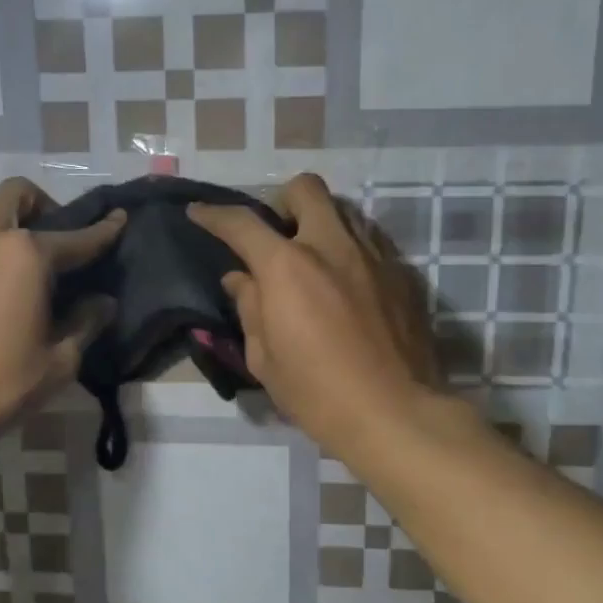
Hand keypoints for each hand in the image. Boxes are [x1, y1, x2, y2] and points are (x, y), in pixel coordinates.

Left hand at [0, 178, 124, 445]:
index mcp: (25, 254)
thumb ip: (85, 324)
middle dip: (42, 207)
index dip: (103, 230)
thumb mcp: (57, 363)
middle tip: (51, 243)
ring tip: (7, 274)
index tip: (118, 219)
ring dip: (1, 232)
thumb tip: (102, 302)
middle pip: (16, 195)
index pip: (76, 237)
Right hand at [190, 174, 441, 458]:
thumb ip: (250, 307)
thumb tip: (241, 279)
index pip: (242, 223)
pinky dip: (351, 250)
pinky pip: (372, 241)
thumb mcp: (265, 359)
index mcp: (288, 266)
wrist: (395, 414)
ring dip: (321, 223)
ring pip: (344, 210)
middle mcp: (332, 245)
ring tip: (314, 259)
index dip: (214, 214)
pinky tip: (348, 284)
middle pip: (305, 189)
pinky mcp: (403, 274)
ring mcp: (374, 255)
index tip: (199, 213)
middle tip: (276, 236)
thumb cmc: (318, 393)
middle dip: (282, 201)